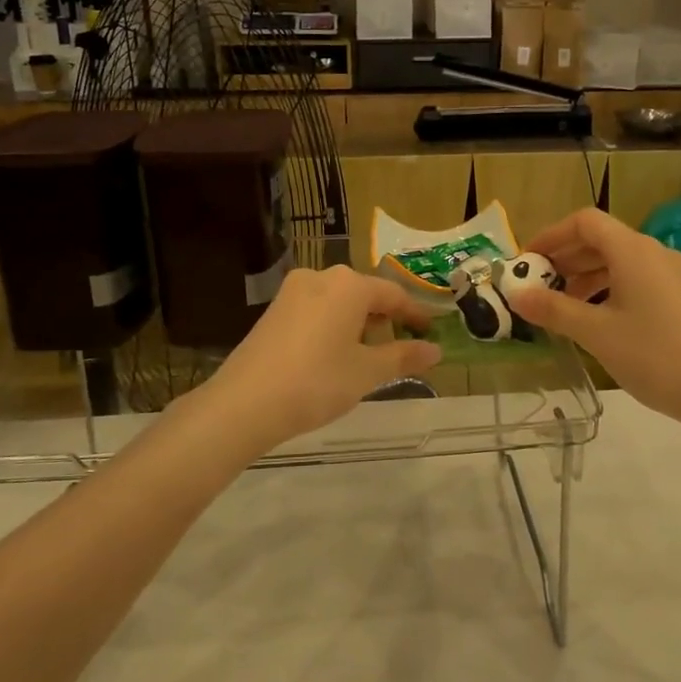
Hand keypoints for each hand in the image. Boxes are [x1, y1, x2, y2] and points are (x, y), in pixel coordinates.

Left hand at [197, 264, 441, 452]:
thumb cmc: (317, 382)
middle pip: (364, 294)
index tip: (431, 331)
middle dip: (385, 318)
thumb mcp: (367, 372)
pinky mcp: (273, 311)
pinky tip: (335, 355)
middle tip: (401, 345)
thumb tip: (436, 350)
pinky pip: (316, 311)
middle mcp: (320, 278)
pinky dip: (333, 327)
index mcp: (349, 285)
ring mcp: (292, 293)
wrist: (245, 403)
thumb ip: (403, 357)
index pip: (393, 294)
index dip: (415, 314)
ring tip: (369, 355)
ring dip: (358, 323)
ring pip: (338, 302)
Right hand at [509, 209, 680, 435]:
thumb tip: (516, 294)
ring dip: (587, 276)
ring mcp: (674, 274)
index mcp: (633, 251)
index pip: (585, 222)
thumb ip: (554, 310)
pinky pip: (638, 279)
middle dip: (566, 258)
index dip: (551, 235)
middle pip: (602, 240)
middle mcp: (655, 252)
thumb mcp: (596, 333)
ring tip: (563, 306)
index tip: (527, 261)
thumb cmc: (654, 356)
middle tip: (538, 285)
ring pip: (621, 262)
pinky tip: (599, 320)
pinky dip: (610, 289)